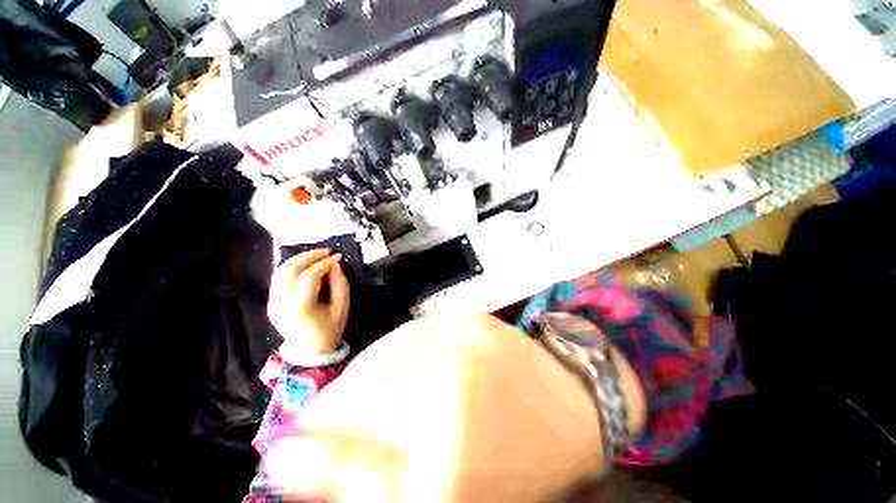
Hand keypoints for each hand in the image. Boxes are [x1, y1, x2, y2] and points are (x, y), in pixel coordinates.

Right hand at [264, 313, 643, 502]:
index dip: (312, 444)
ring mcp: (464, 340)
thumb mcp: (446, 493)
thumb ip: (370, 480)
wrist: (572, 408)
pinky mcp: (472, 319)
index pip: (348, 444)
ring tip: (359, 388)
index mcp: (448, 448)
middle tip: (327, 418)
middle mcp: (452, 383)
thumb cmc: (520, 462)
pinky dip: (394, 346)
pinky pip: (415, 329)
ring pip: (385, 351)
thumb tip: (300, 461)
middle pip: (364, 388)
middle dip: (336, 405)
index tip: (294, 447)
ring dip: (363, 372)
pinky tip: (394, 359)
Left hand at [267, 249, 349, 359]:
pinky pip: (279, 277)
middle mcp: (280, 302)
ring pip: (281, 270)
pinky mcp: (271, 301)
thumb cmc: (329, 330)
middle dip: (309, 256)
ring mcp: (273, 302)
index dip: (324, 263)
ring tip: (317, 255)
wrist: (310, 351)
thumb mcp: (342, 308)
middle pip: (289, 269)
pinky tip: (306, 264)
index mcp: (299, 307)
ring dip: (299, 259)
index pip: (309, 276)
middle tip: (326, 251)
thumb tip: (335, 265)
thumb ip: (340, 285)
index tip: (338, 257)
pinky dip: (292, 267)